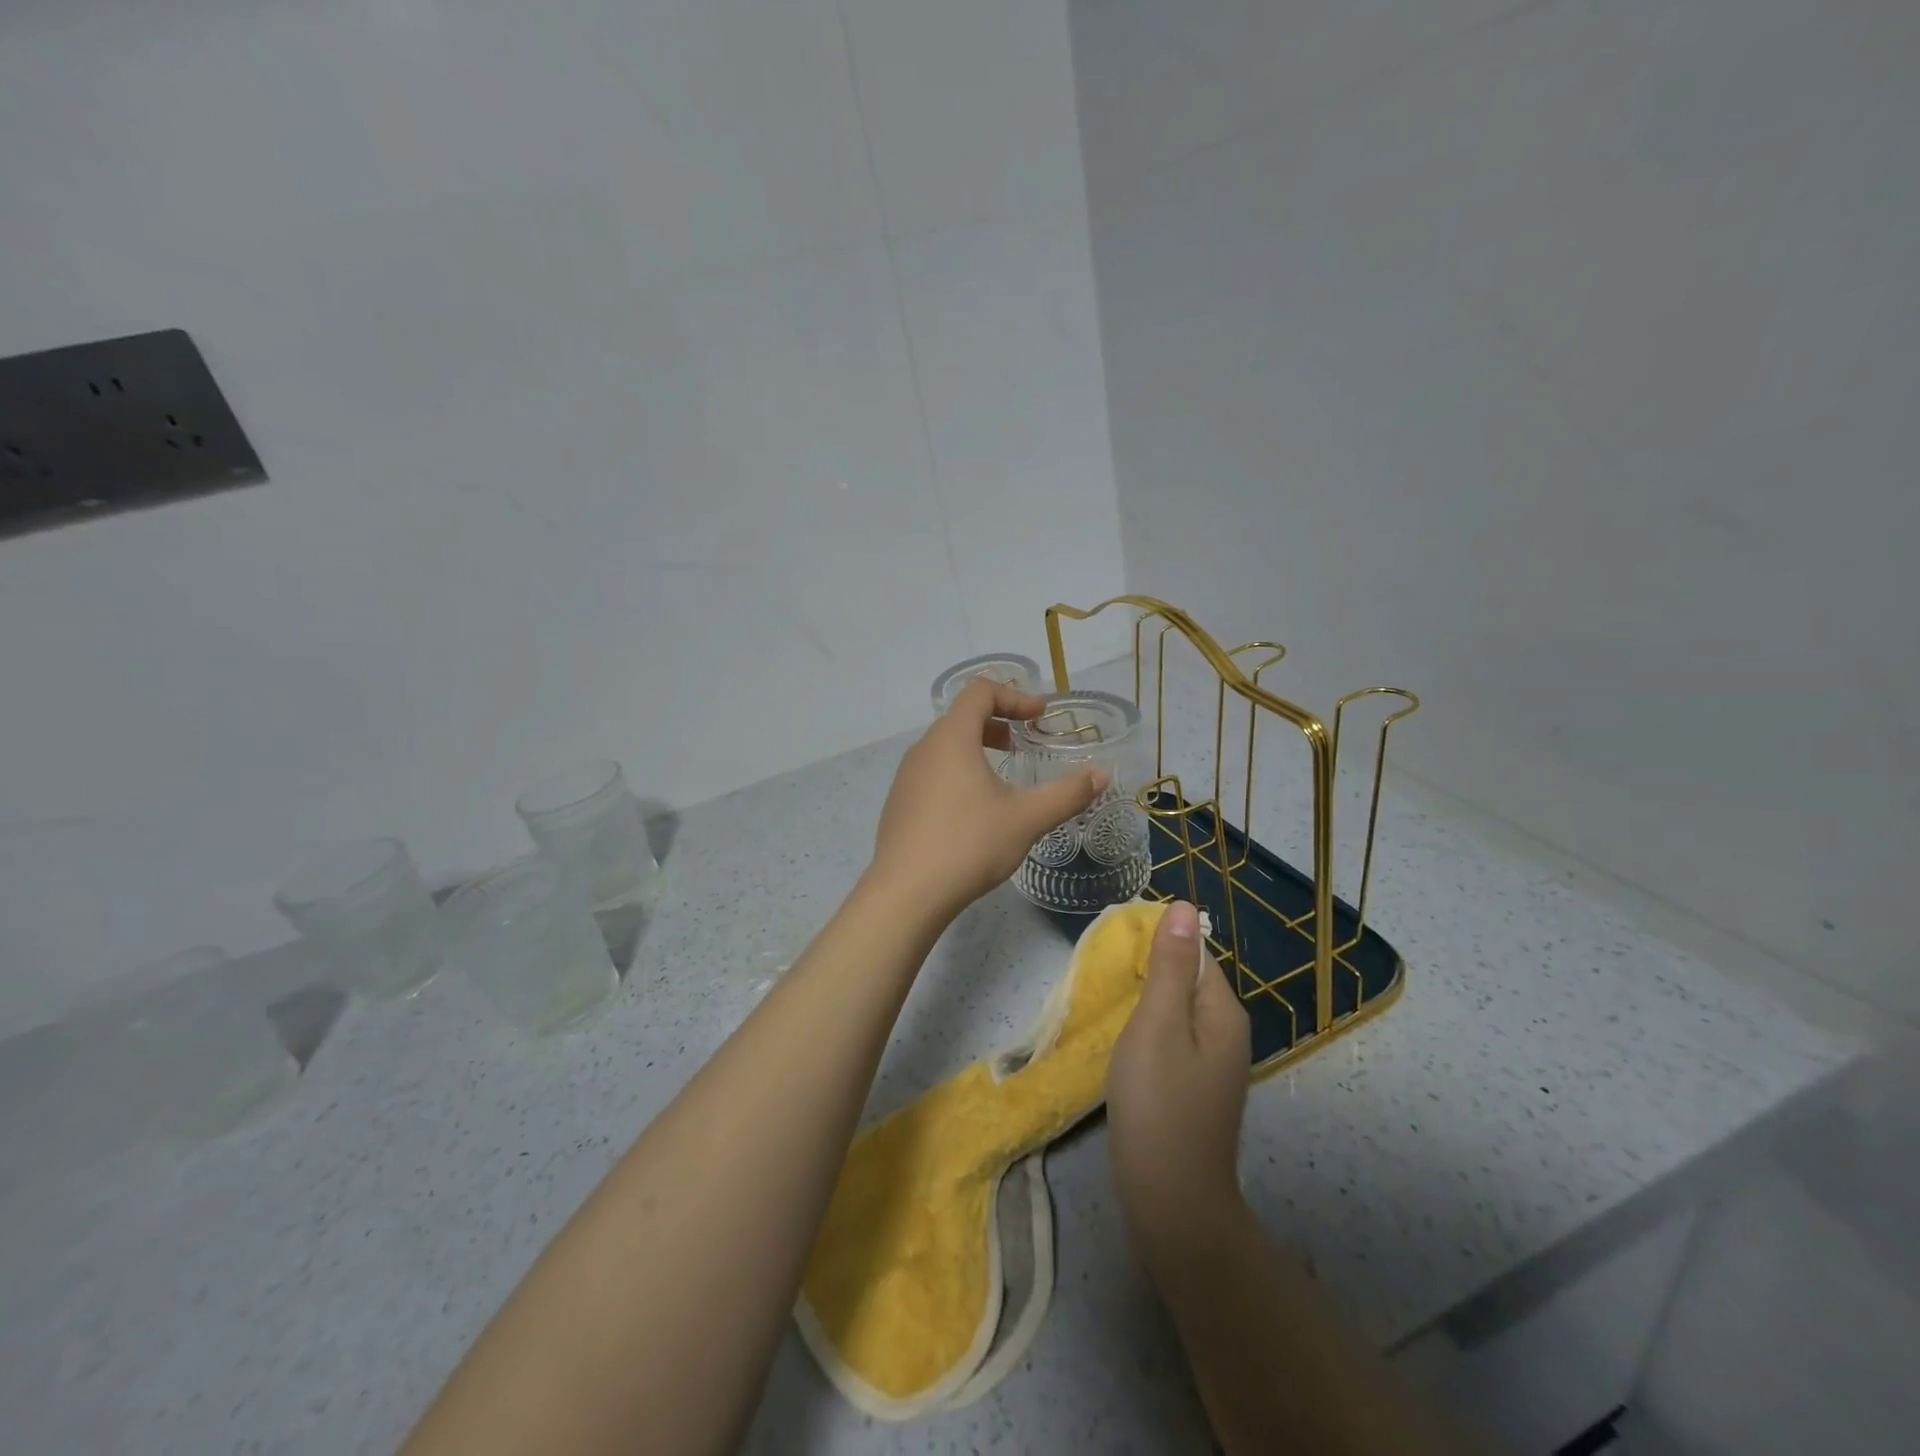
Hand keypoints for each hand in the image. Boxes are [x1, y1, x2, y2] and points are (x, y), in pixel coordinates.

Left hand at [866, 676, 1106, 924]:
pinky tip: (972, 811)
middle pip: (961, 717)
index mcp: (951, 738)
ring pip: (944, 747)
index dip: (1014, 695)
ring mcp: (905, 777)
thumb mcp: (1026, 819)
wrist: (906, 894)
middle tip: (1023, 743)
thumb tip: (1101, 775)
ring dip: (976, 748)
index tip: (1040, 715)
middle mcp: (923, 749)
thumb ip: (1067, 793)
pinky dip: (957, 773)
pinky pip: (931, 773)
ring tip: (1001, 777)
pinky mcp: (899, 804)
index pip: (980, 691)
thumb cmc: (969, 845)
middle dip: (997, 722)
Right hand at [1108, 901, 1251, 1249]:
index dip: (1158, 945)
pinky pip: (1173, 1040)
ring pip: (1177, 1012)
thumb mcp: (1156, 1024)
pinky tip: (1124, 1043)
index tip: (1117, 950)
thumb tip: (1183, 906)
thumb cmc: (1158, 1104)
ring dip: (1146, 1003)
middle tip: (1106, 976)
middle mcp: (1227, 1034)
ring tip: (1109, 1005)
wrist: (1171, 1201)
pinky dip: (1148, 1032)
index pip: (1196, 953)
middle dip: (1150, 973)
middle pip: (1188, 981)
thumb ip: (1168, 966)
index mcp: (1223, 1012)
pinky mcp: (1195, 1089)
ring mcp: (1213, 1065)